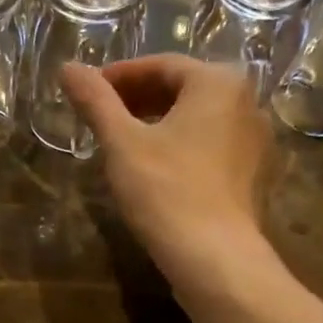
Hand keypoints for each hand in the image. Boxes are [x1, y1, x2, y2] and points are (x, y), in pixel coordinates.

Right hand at [62, 55, 271, 288]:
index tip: (89, 92)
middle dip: (139, 101)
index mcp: (218, 82)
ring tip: (123, 145)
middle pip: (183, 90)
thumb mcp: (122, 143)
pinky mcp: (253, 176)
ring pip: (198, 121)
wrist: (214, 257)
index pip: (161, 65)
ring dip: (159, 125)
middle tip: (102, 118)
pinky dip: (182, 149)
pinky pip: (212, 148)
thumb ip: (95, 101)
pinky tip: (156, 171)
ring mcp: (255, 142)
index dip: (119, 77)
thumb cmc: (166, 191)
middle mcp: (247, 103)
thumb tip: (67, 67)